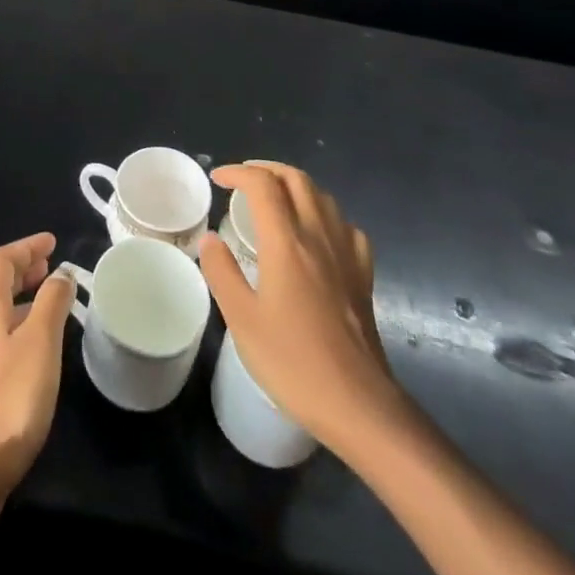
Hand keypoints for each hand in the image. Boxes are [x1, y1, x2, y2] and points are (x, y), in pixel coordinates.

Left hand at [0, 231, 75, 540]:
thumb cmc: (8, 398)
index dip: (26, 247)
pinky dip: (16, 330)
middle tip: (50, 269)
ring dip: (20, 301)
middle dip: (22, 271)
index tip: (52, 243)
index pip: (1, 260)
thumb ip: (51, 302)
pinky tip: (33, 353)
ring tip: (48, 306)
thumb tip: (61, 273)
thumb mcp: (40, 343)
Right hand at [199, 163, 406, 453]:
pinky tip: (317, 233)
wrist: (358, 404)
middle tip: (243, 180)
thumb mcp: (242, 320)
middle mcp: (318, 236)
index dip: (238, 172)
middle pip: (297, 179)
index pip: (262, 185)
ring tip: (275, 199)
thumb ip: (223, 273)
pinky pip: (346, 226)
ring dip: (295, 186)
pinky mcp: (364, 275)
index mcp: (286, 243)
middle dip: (267, 169)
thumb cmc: (294, 362)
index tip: (217, 179)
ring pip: (323, 196)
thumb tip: (210, 239)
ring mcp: (346, 254)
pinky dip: (325, 215)